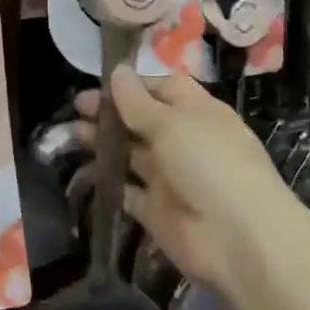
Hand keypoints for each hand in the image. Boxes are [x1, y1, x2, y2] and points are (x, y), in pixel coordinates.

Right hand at [75, 66, 293, 293]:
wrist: (238, 239)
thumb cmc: (209, 164)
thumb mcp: (172, 123)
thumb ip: (137, 101)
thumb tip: (117, 71)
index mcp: (198, 112)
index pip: (163, 88)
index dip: (132, 84)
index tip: (98, 83)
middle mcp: (184, 141)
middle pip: (142, 120)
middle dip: (111, 113)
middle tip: (76, 109)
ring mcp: (170, 177)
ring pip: (131, 153)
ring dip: (104, 143)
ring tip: (71, 134)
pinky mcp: (156, 210)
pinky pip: (127, 191)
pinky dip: (108, 181)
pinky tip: (83, 170)